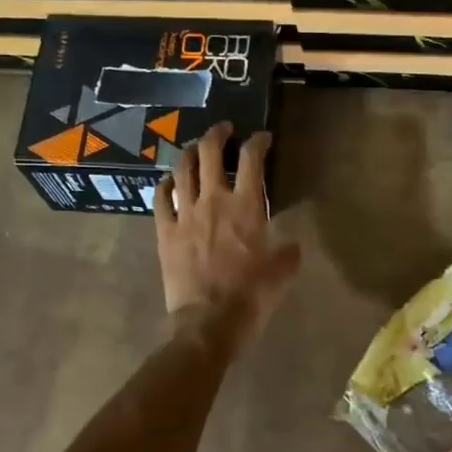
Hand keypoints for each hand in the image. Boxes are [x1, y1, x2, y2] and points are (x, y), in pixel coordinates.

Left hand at [155, 122, 298, 345]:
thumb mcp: (282, 273)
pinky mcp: (165, 232)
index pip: (252, 159)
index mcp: (246, 206)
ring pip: (182, 169)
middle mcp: (213, 200)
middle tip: (224, 129)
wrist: (209, 322)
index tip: (263, 139)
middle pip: (210, 152)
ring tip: (195, 147)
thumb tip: (290, 244)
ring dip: (190, 152)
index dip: (258, 142)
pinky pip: (160, 198)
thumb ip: (288, 251)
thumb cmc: (251, 296)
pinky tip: (168, 181)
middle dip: (218, 134)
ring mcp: (185, 214)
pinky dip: (164, 184)